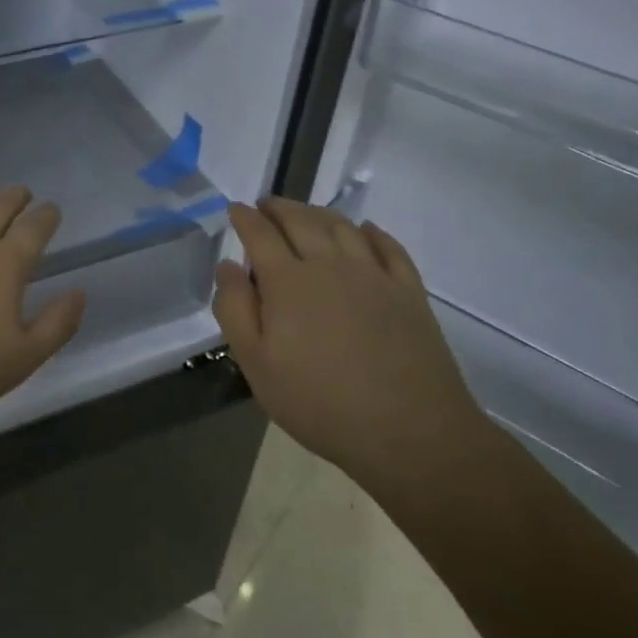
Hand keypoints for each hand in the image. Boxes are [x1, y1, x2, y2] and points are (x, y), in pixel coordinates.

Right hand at [212, 198, 483, 481]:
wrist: (410, 432)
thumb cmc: (320, 403)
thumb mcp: (257, 365)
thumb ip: (235, 310)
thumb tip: (228, 265)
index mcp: (288, 281)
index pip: (260, 234)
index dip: (245, 218)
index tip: (235, 209)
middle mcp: (330, 265)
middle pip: (301, 220)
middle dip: (279, 208)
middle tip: (266, 205)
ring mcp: (374, 275)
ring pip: (342, 226)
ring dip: (318, 212)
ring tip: (305, 213)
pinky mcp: (409, 291)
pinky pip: (388, 246)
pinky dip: (372, 232)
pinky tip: (365, 231)